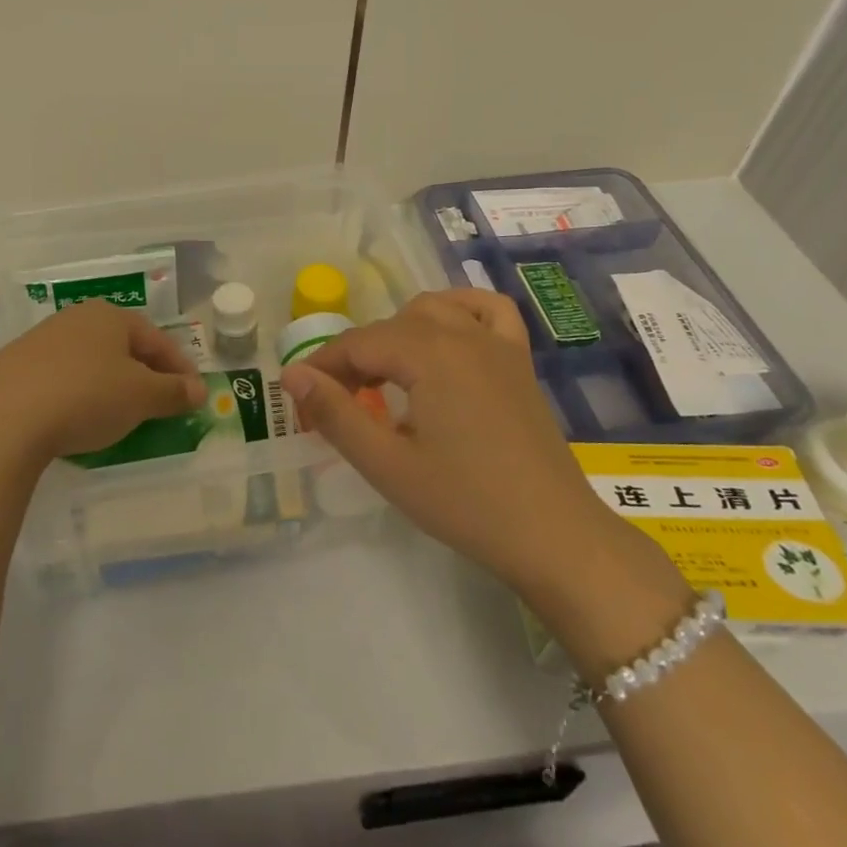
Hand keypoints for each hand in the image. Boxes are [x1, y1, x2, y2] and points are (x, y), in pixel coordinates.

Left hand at [0, 300, 205, 470]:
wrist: (0, 418)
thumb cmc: (85, 397)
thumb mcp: (140, 397)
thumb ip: (173, 392)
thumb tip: (199, 389)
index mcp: (110, 316)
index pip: (157, 339)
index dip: (180, 368)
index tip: (193, 395)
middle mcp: (75, 319)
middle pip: (122, 347)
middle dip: (145, 374)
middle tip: (160, 404)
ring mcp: (39, 341)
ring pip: (90, 361)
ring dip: (110, 384)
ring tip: (119, 414)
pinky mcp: (12, 368)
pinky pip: (60, 379)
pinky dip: (77, 395)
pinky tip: (75, 419)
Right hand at [278, 288, 627, 600]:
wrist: (554, 535)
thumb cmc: (465, 503)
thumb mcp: (387, 464)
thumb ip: (335, 414)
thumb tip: (292, 374)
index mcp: (429, 354)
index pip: (357, 344)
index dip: (323, 367)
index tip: (301, 399)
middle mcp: (462, 334)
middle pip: (390, 327)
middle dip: (355, 358)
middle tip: (337, 403)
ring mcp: (497, 343)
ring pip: (432, 310)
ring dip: (398, 333)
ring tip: (384, 375)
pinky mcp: (519, 360)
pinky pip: (487, 310)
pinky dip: (459, 310)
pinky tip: (447, 333)